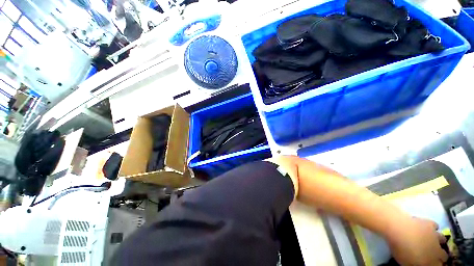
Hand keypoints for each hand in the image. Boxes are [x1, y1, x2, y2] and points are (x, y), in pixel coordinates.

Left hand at [387, 217, 447, 265]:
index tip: (430, 264)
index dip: (435, 265)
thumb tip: (419, 263)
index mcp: (431, 262)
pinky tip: (427, 228)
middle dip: (439, 255)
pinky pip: (435, 226)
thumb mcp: (406, 263)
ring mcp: (435, 236)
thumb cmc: (401, 249)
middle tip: (431, 254)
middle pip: (444, 255)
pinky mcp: (430, 223)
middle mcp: (438, 250)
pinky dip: (433, 228)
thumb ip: (415, 264)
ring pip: (443, 240)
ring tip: (431, 241)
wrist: (399, 229)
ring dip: (438, 242)